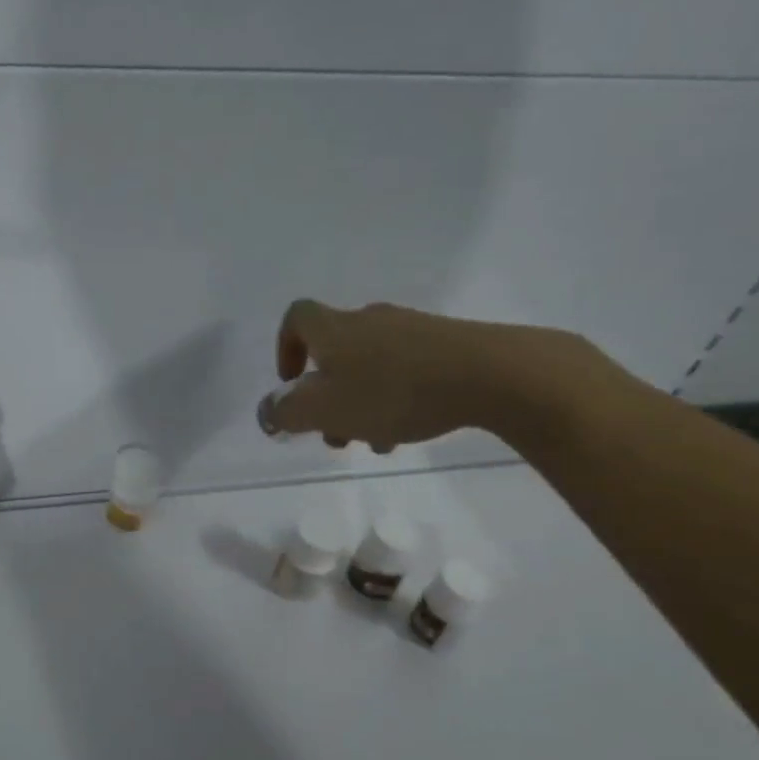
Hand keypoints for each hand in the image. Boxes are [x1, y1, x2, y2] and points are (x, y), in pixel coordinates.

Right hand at [262, 299, 594, 451]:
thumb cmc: (393, 391)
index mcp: (334, 329)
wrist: (491, 374)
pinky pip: (406, 368)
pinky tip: (411, 427)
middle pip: (334, 351)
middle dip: (328, 394)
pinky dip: (397, 396)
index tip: (293, 383)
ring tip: (377, 442)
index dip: (285, 348)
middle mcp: (369, 320)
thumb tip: (267, 411)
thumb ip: (287, 412)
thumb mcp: (325, 411)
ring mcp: (411, 329)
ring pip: (370, 365)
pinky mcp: (447, 344)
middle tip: (336, 433)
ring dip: (362, 402)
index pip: (297, 318)